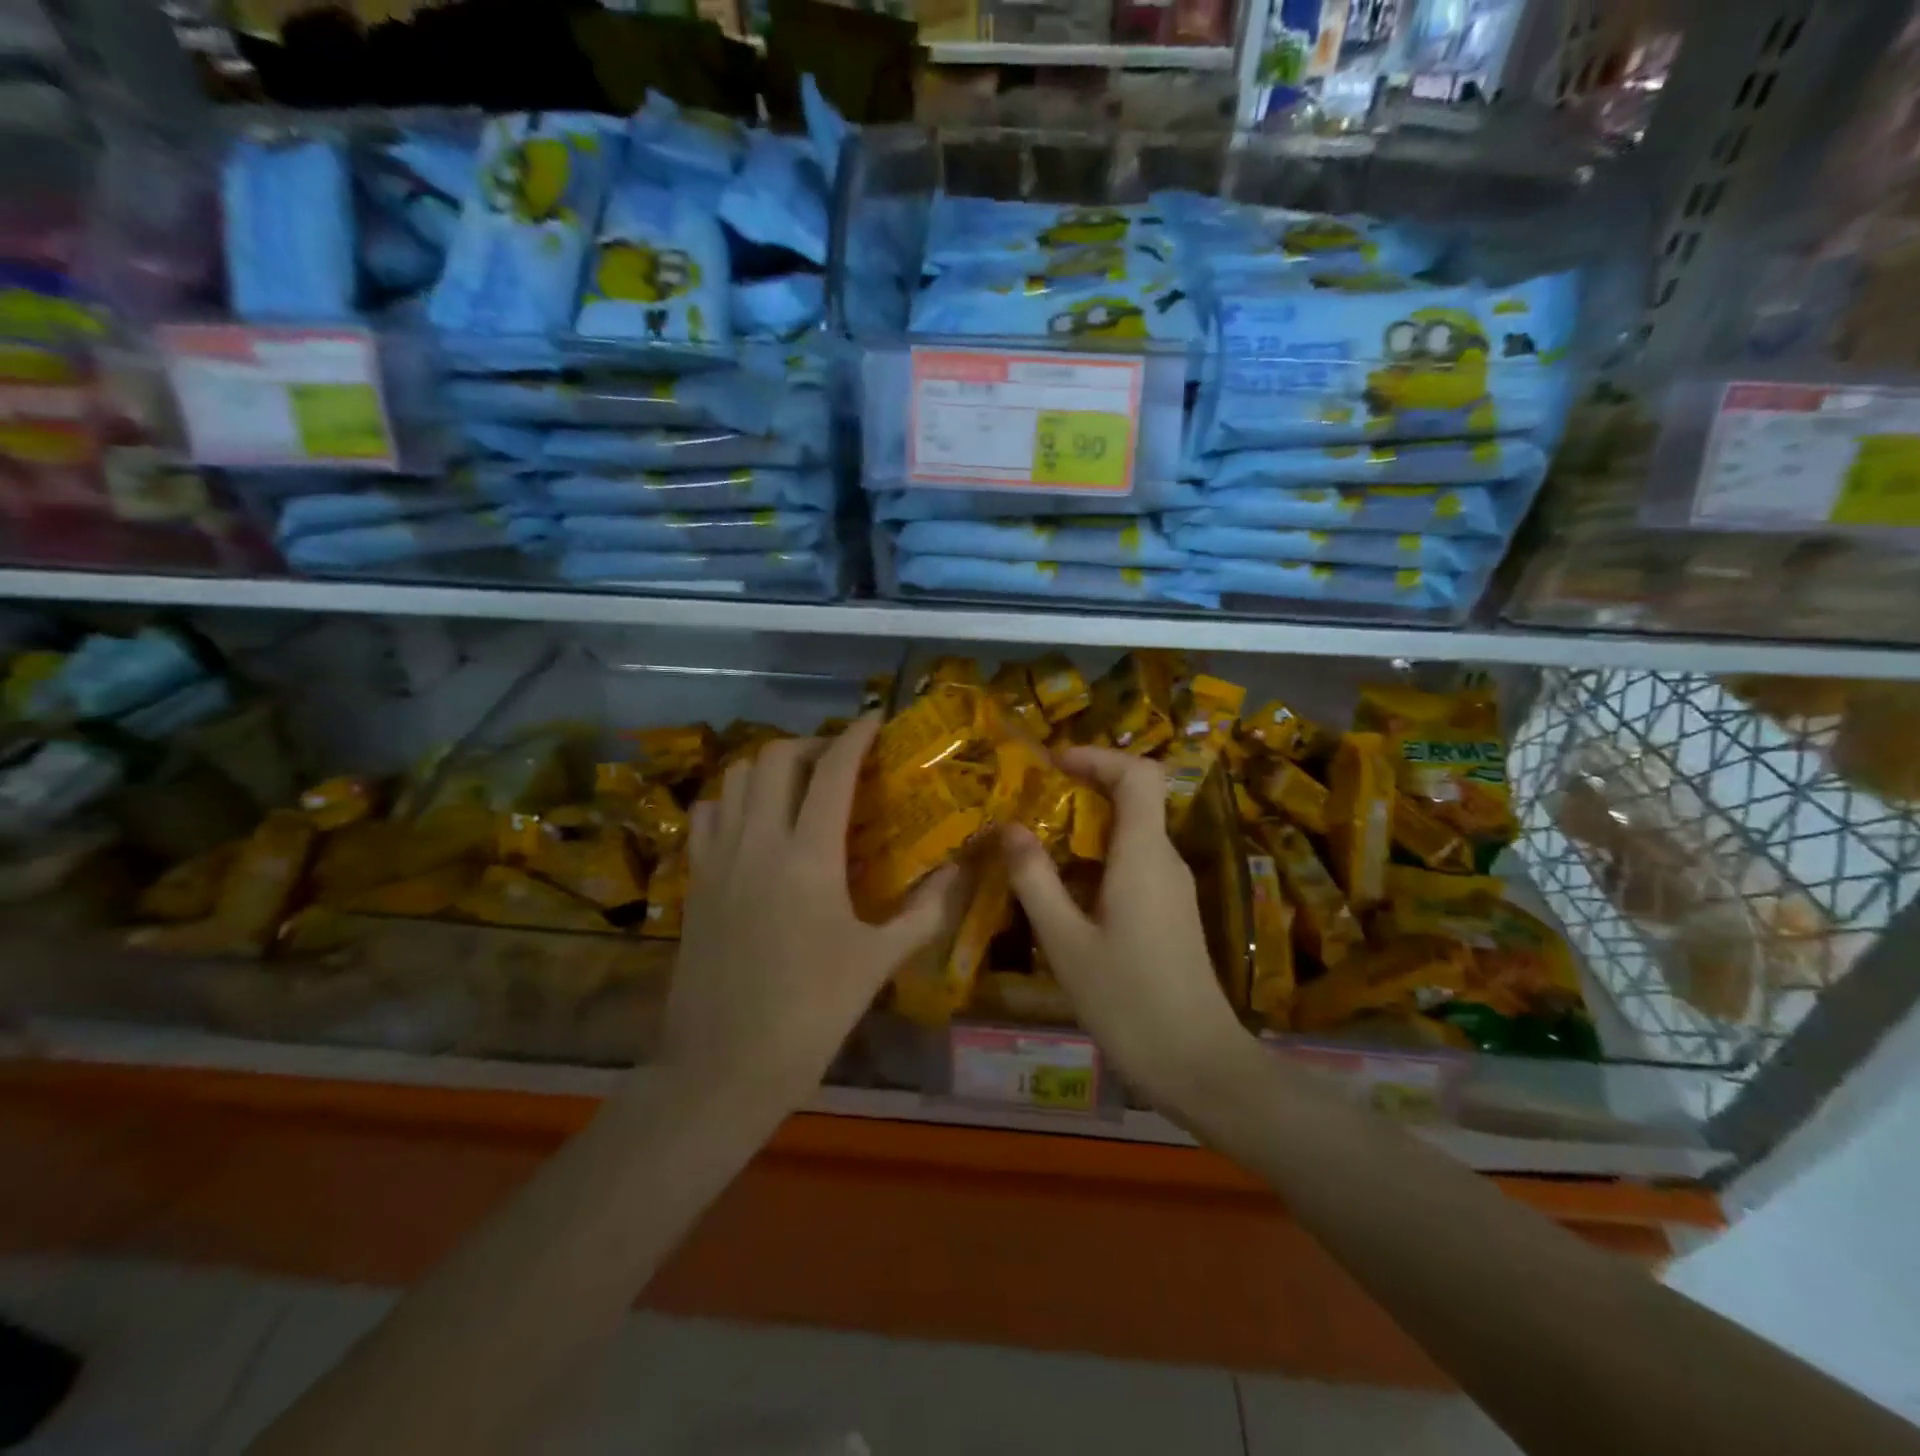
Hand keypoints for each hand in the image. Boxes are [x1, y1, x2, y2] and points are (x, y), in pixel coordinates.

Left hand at [665, 714, 961, 1115]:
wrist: (723, 1067)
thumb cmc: (811, 1014)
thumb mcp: (878, 962)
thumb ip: (924, 910)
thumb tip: (956, 872)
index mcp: (808, 857)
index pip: (833, 772)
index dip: (856, 736)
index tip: (875, 720)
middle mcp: (757, 842)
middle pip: (776, 758)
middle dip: (811, 744)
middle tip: (839, 761)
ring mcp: (718, 859)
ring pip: (736, 778)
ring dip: (770, 767)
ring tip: (798, 786)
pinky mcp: (694, 881)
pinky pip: (707, 814)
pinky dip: (732, 799)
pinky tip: (753, 823)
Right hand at [1000, 746, 1256, 1116]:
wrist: (1197, 1065)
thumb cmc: (1127, 1001)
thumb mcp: (1065, 941)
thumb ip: (1035, 879)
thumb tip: (1008, 827)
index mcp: (1144, 855)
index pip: (1138, 773)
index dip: (1097, 756)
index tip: (1052, 762)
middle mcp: (1164, 860)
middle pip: (1134, 797)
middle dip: (1083, 787)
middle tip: (1030, 798)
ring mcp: (1172, 887)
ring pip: (1131, 832)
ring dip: (1085, 826)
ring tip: (1034, 840)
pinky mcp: (1170, 912)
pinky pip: (1133, 863)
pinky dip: (1097, 858)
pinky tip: (1061, 889)